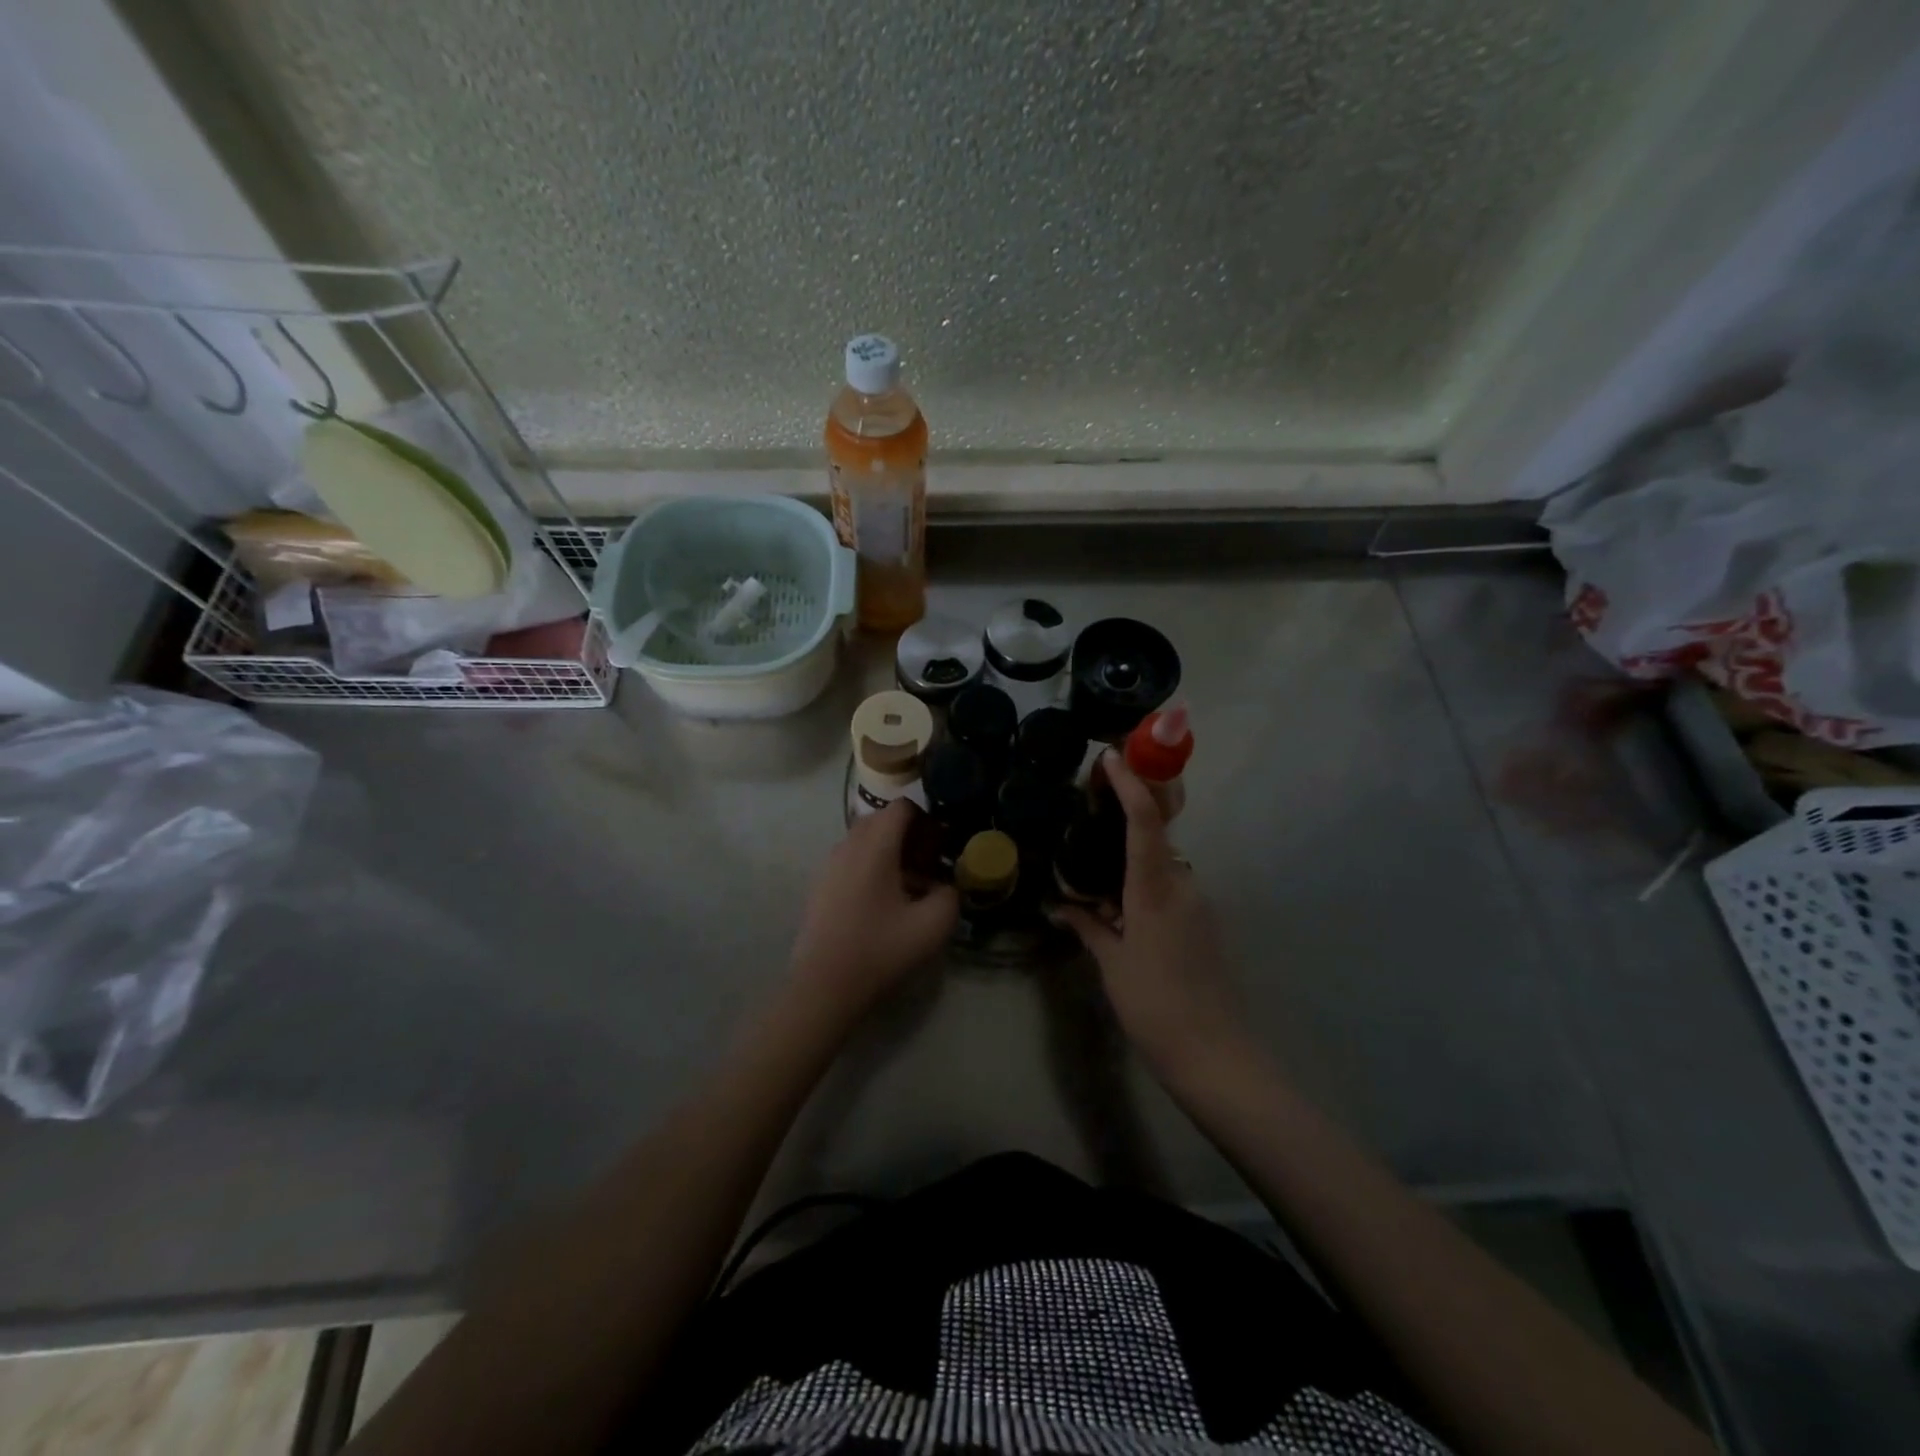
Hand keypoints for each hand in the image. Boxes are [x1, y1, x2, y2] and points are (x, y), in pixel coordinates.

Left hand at [787, 799, 958, 1021]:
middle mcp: (848, 845)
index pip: (902, 807)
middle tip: (930, 865)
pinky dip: (871, 867)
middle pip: (882, 820)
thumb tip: (945, 885)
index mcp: (874, 846)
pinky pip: (851, 860)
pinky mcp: (820, 886)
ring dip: (890, 852)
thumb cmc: (879, 950)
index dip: (928, 819)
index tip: (942, 846)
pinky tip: (884, 904)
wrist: (823, 987)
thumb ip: (950, 894)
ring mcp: (829, 865)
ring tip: (910, 887)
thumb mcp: (933, 925)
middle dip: (910, 835)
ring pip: (865, 841)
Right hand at [1053, 751, 1252, 1081]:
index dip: (1130, 785)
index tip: (1111, 757)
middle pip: (1156, 834)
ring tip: (1094, 871)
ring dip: (1132, 858)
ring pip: (1161, 863)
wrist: (1216, 1056)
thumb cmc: (1155, 1006)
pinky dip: (1144, 885)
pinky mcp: (1204, 923)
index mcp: (1155, 890)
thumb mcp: (1113, 964)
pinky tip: (1119, 910)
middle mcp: (1182, 886)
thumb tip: (1061, 904)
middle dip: (1129, 814)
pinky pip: (1169, 887)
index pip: (1144, 822)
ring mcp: (1198, 904)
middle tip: (1093, 808)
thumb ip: (1088, 926)